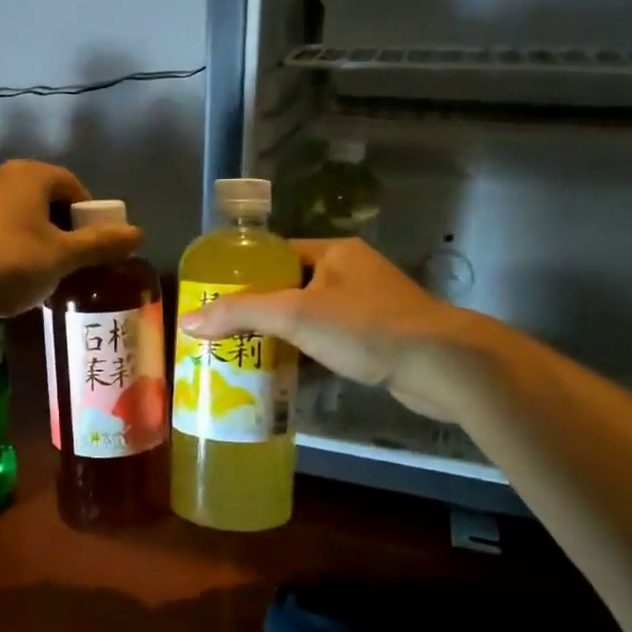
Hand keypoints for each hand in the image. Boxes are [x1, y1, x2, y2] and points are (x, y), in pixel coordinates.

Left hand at [0, 161, 140, 318]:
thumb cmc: (2, 259)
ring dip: (36, 247)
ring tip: (42, 281)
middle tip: (72, 269)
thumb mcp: (59, 257)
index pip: (75, 188)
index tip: (95, 252)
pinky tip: (8, 283)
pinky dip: (8, 254)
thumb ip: (99, 245)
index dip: (90, 220)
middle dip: (63, 236)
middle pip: (47, 204)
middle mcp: (3, 177)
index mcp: (33, 175)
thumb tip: (139, 233)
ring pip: (20, 221)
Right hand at [177, 238, 503, 421]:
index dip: (242, 274)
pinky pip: (329, 344)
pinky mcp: (378, 341)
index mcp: (333, 253)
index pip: (275, 254)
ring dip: (281, 338)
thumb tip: (187, 320)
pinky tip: (281, 378)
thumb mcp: (295, 315)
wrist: (444, 366)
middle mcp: (350, 274)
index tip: (213, 298)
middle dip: (257, 312)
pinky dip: (305, 357)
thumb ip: (240, 314)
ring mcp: (367, 308)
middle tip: (221, 334)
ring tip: (242, 357)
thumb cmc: (366, 327)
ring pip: (309, 319)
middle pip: (289, 288)